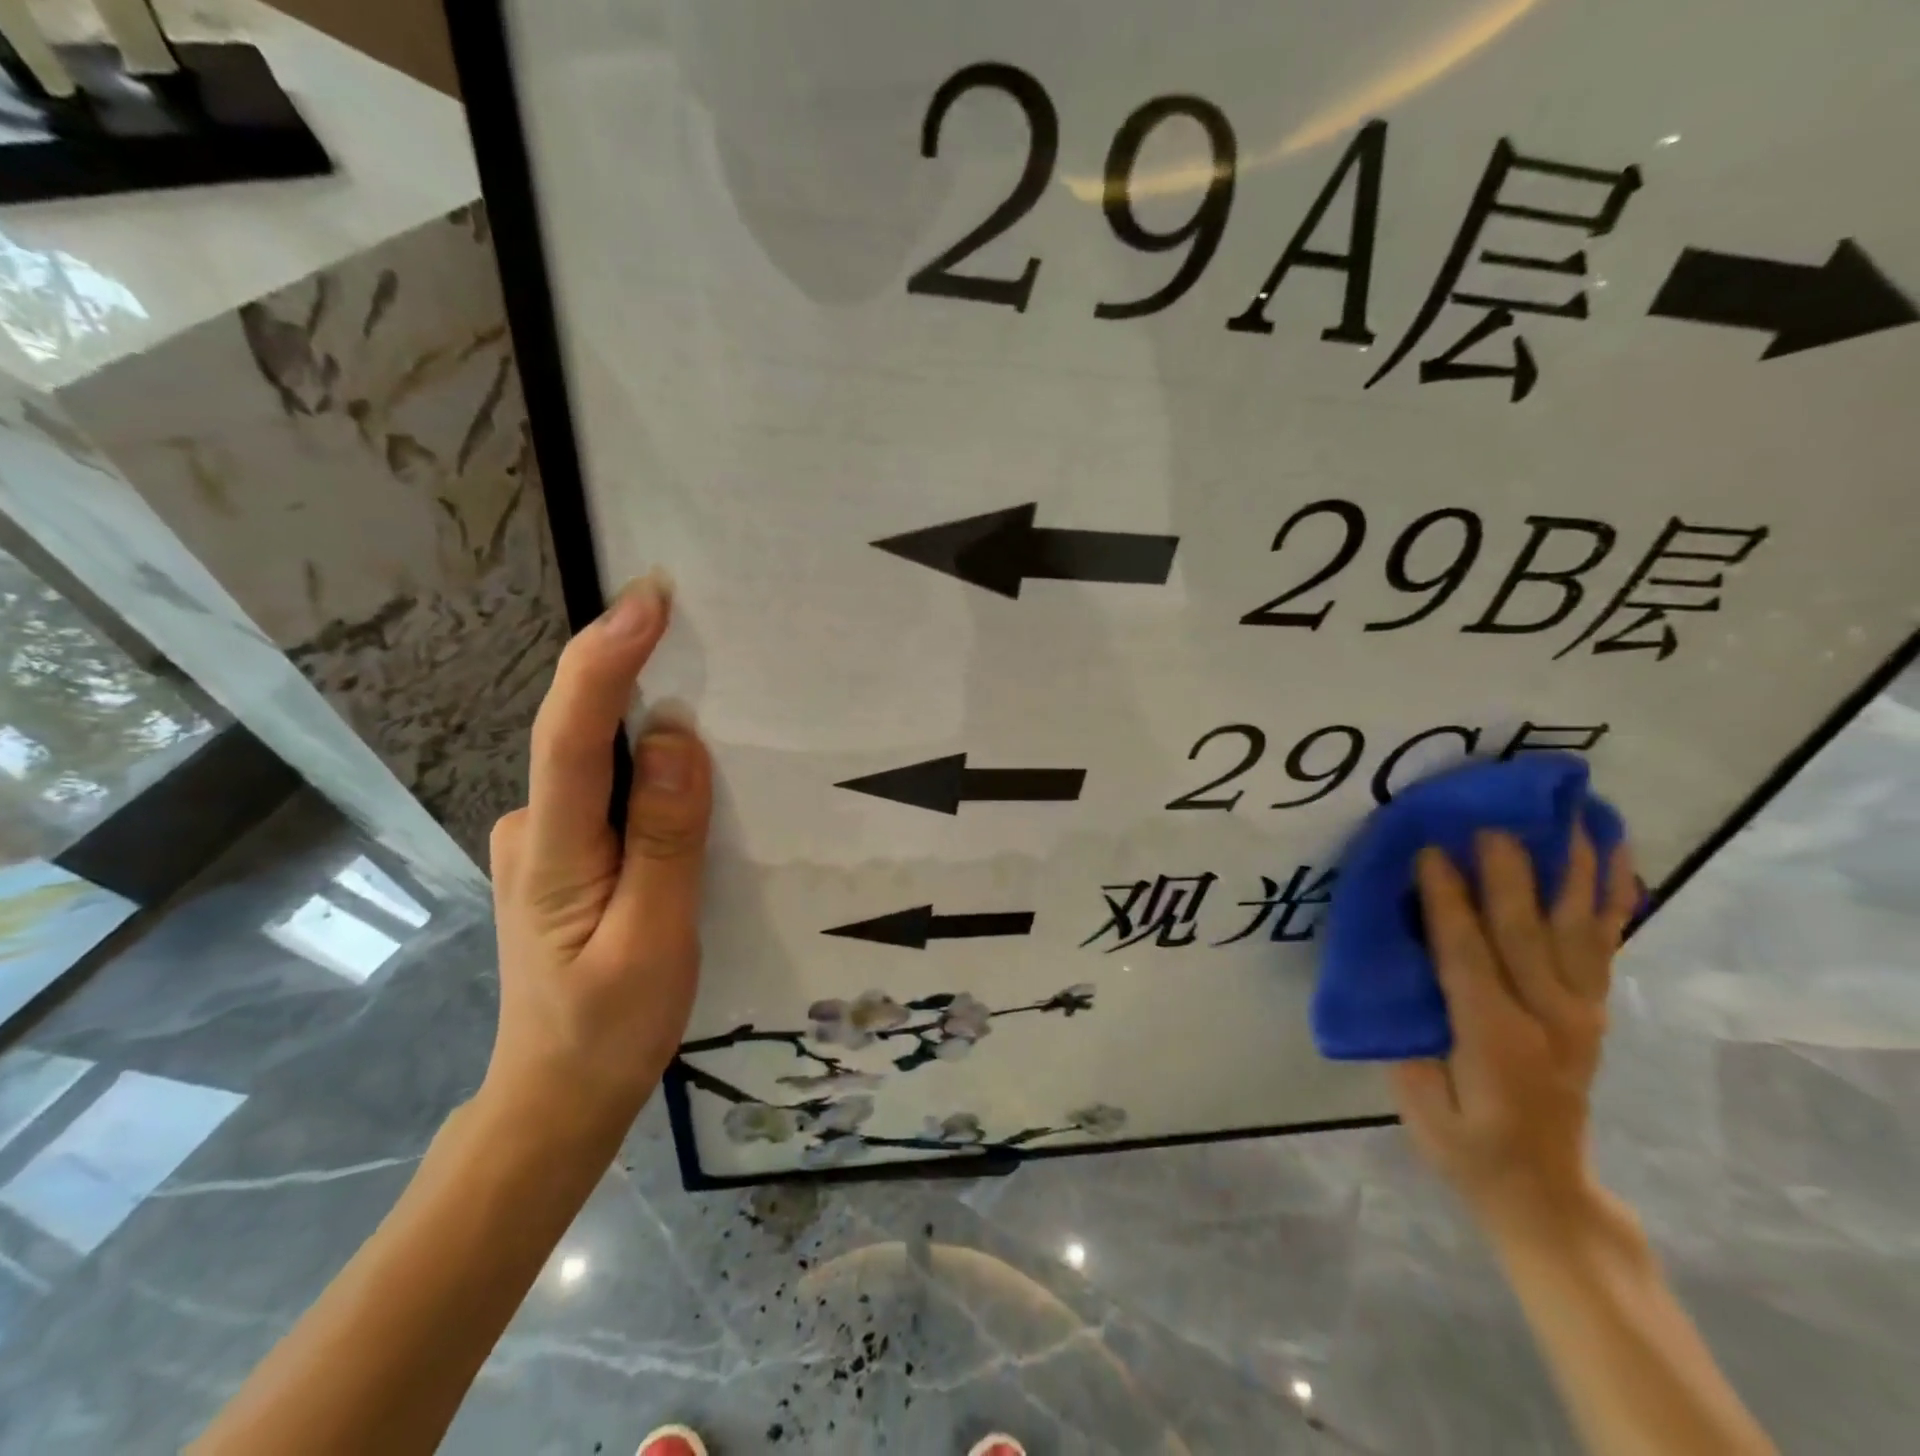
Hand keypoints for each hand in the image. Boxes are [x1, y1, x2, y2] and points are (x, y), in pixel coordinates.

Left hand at [483, 575, 711, 1144]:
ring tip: (717, 708)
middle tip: (702, 632)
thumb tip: (676, 739)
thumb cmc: (610, 1029)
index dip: (604, 661)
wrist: (557, 1098)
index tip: (648, 601)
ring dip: (650, 728)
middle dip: (637, 677)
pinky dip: (647, 772)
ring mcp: (543, 841)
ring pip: (601, 765)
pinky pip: (609, 792)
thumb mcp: (655, 941)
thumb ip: (665, 840)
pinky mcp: (565, 854)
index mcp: (551, 852)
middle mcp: (532, 827)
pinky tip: (687, 779)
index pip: (570, 736)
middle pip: (584, 735)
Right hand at [1392, 829, 1637, 1242]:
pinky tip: (1615, 857)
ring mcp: (1580, 1011)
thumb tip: (1394, 967)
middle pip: (1527, 931)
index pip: (1467, 955)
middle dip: (1508, 872)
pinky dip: (1611, 898)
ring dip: (1575, 871)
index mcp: (1495, 1038)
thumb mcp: (1420, 1104)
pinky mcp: (1593, 1009)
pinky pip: (1604, 943)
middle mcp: (1548, 1017)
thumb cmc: (1466, 1145)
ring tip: (1572, 819)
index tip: (1430, 853)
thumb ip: (1410, 1035)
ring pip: (1577, 928)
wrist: (1544, 1190)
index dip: (1447, 902)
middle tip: (1492, 821)